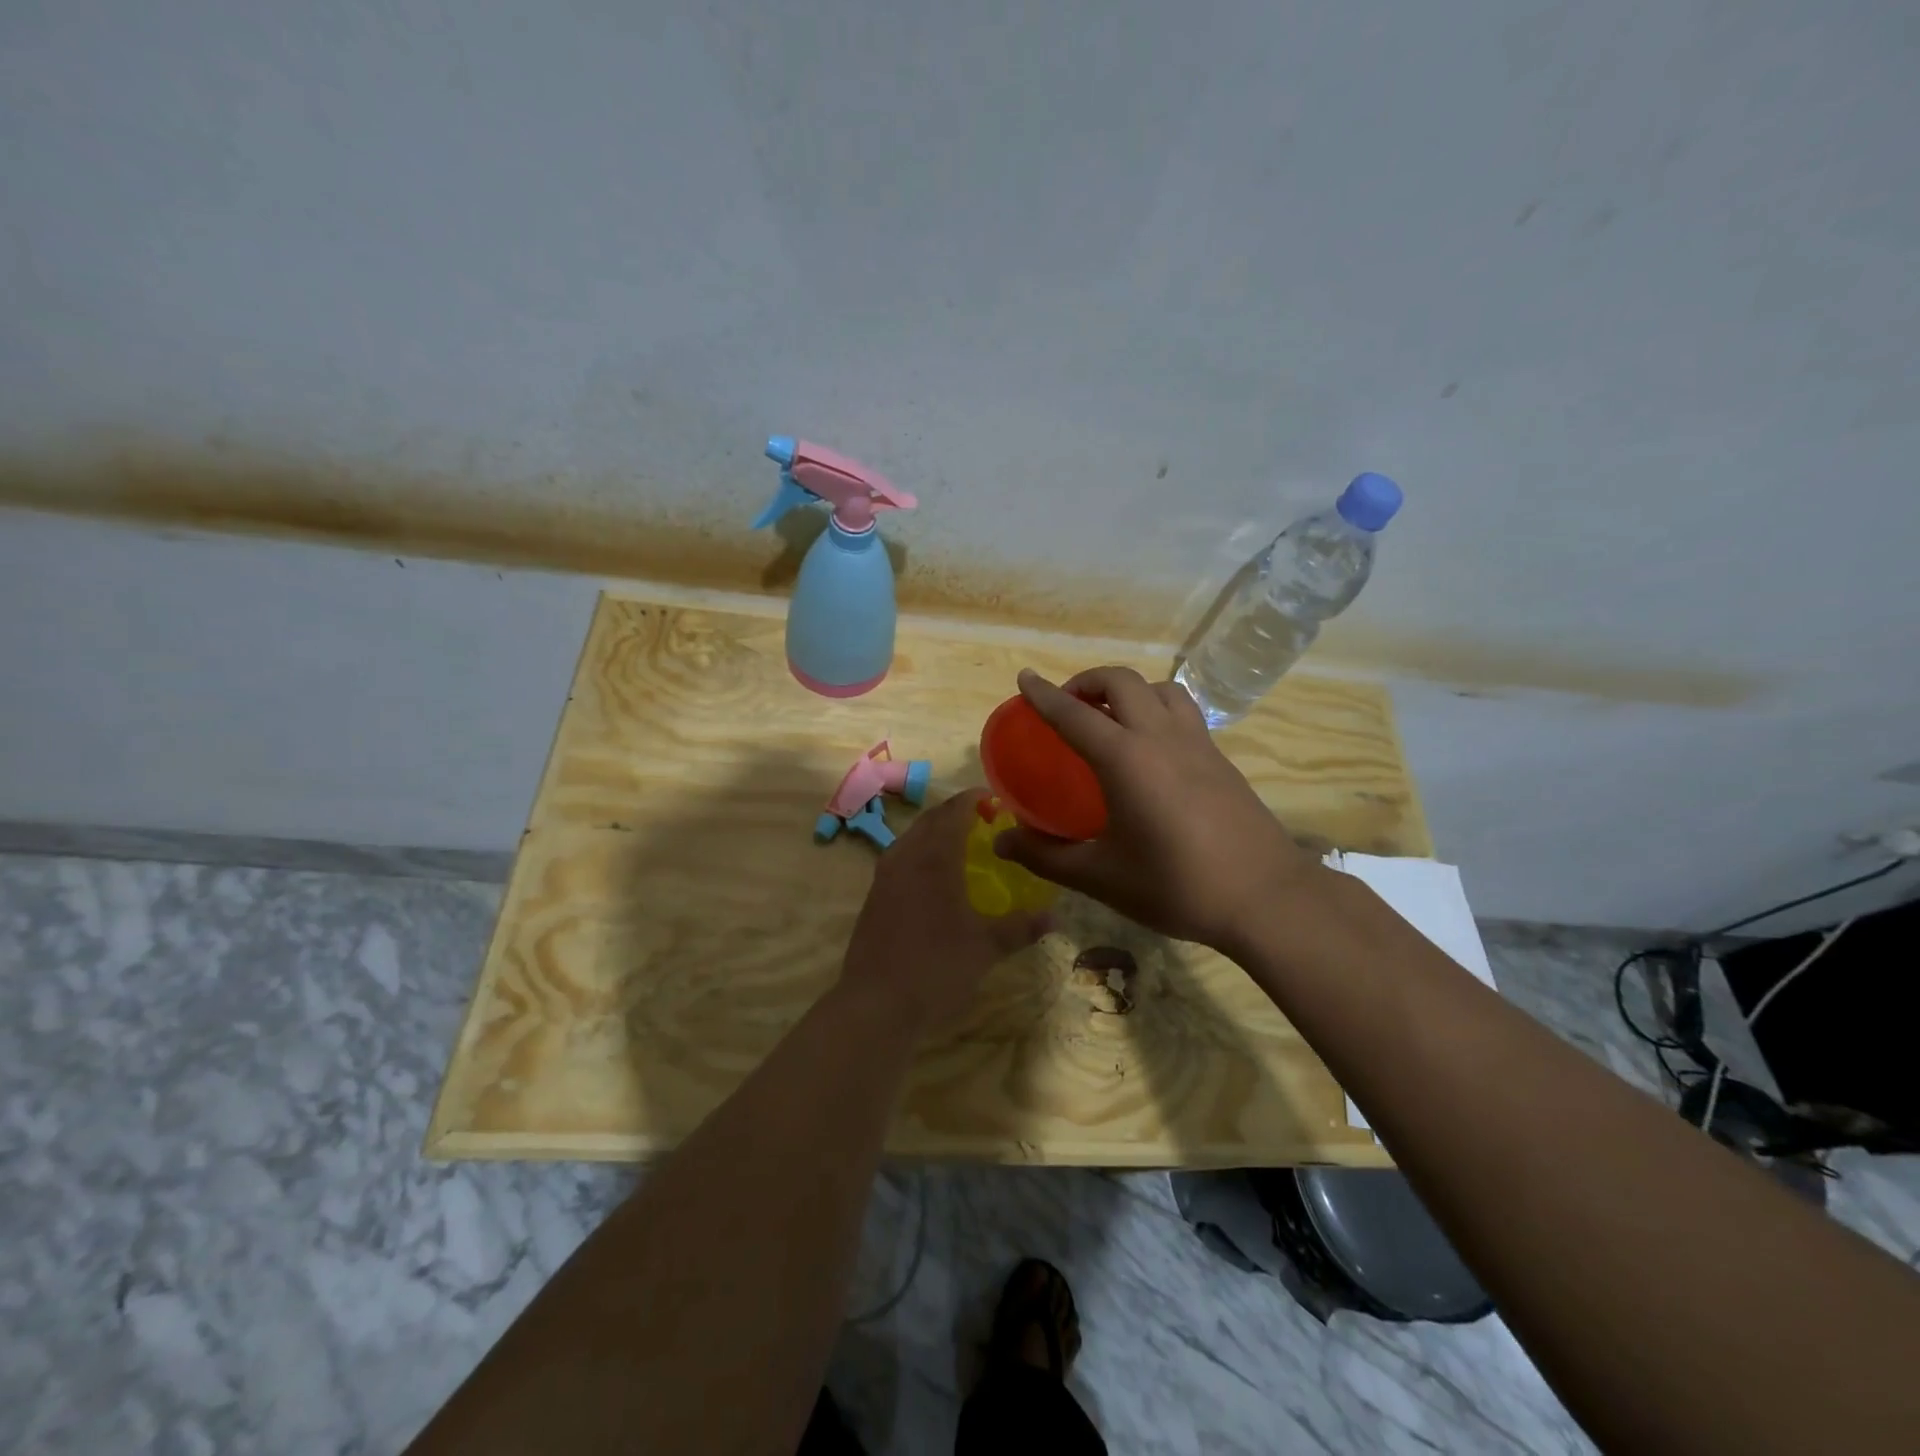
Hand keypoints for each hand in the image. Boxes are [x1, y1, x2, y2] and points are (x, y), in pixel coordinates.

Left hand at [840, 789, 1049, 1034]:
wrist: (875, 1004)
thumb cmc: (936, 968)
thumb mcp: (986, 948)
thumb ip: (1020, 928)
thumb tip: (1054, 918)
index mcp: (934, 858)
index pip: (954, 811)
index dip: (974, 800)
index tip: (996, 801)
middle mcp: (906, 856)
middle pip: (931, 819)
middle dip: (955, 813)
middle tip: (983, 821)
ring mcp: (884, 876)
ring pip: (911, 837)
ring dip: (935, 832)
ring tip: (960, 845)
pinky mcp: (873, 896)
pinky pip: (899, 858)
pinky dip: (919, 853)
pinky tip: (933, 879)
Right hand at [993, 667, 1325, 953]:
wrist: (1266, 897)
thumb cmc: (1176, 885)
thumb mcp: (1101, 876)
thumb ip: (1046, 857)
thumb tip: (1002, 843)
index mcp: (1125, 758)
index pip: (1074, 714)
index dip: (1044, 694)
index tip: (1025, 678)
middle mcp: (1160, 737)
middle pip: (1121, 681)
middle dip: (1087, 681)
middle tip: (1067, 704)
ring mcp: (1197, 743)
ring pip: (1160, 688)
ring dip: (1128, 690)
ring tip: (1111, 717)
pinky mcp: (1221, 758)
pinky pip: (1184, 711)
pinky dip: (1157, 709)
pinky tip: (1152, 747)